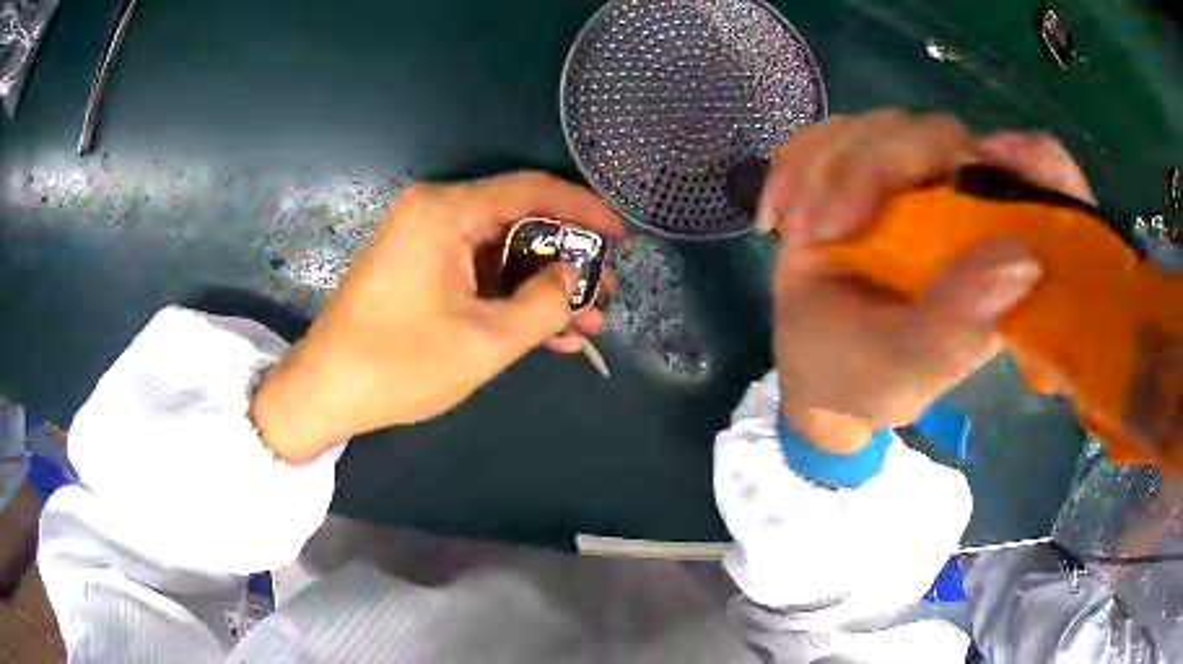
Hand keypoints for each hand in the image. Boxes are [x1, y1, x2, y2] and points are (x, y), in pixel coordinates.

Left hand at [251, 172, 623, 461]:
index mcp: (446, 212)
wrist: (325, 391)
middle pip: (519, 221)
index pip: (532, 190)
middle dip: (566, 260)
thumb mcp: (487, 340)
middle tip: (605, 293)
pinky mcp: (418, 269)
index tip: (621, 237)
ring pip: (501, 253)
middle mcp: (435, 212)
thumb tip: (575, 278)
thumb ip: (545, 303)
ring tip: (587, 321)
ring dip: (542, 287)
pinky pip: (477, 273)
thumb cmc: (400, 364)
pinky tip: (548, 331)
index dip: (585, 211)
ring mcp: (424, 241)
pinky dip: (510, 298)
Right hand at [760, 110, 1092, 452]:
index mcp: (998, 253)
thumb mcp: (909, 371)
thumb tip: (1022, 260)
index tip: (994, 160)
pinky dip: (798, 165)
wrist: (814, 367)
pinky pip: (831, 135)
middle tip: (825, 227)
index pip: (1041, 181)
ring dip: (827, 170)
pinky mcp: (863, 169)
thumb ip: (959, 328)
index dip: (1031, 160)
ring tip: (798, 232)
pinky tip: (779, 214)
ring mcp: (911, 181)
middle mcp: (963, 205)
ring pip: (880, 128)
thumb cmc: (868, 379)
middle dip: (876, 166)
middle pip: (940, 136)